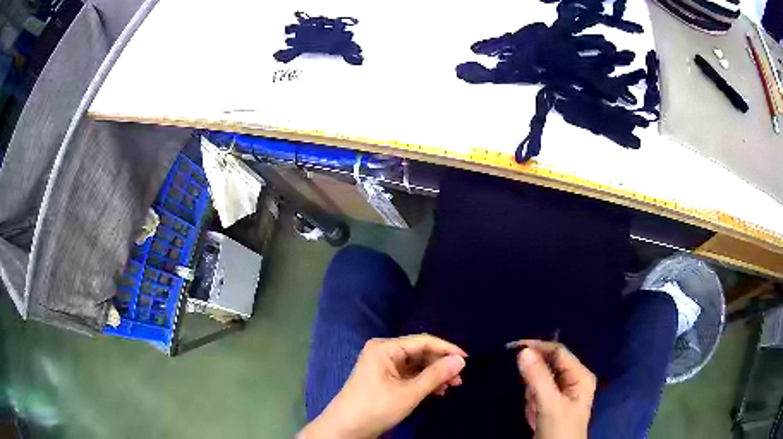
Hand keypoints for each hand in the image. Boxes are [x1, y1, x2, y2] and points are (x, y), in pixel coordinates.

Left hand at [300, 334, 466, 438]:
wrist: (346, 428)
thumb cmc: (375, 408)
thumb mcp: (409, 393)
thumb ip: (436, 375)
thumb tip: (460, 360)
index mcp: (385, 348)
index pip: (423, 341)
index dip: (446, 349)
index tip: (467, 360)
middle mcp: (384, 351)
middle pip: (420, 353)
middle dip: (440, 365)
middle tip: (459, 380)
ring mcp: (383, 365)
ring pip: (416, 365)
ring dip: (434, 375)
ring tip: (450, 387)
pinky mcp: (384, 378)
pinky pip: (409, 375)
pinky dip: (423, 382)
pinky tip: (436, 391)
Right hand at [512, 340, 595, 438]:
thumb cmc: (559, 430)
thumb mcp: (549, 404)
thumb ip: (538, 377)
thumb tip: (522, 351)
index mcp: (580, 375)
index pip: (558, 352)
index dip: (538, 347)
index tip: (513, 348)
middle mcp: (574, 379)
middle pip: (549, 365)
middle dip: (535, 379)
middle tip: (530, 397)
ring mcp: (562, 392)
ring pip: (541, 380)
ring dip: (533, 394)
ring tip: (535, 411)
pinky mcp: (552, 402)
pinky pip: (537, 393)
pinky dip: (532, 402)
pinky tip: (535, 415)